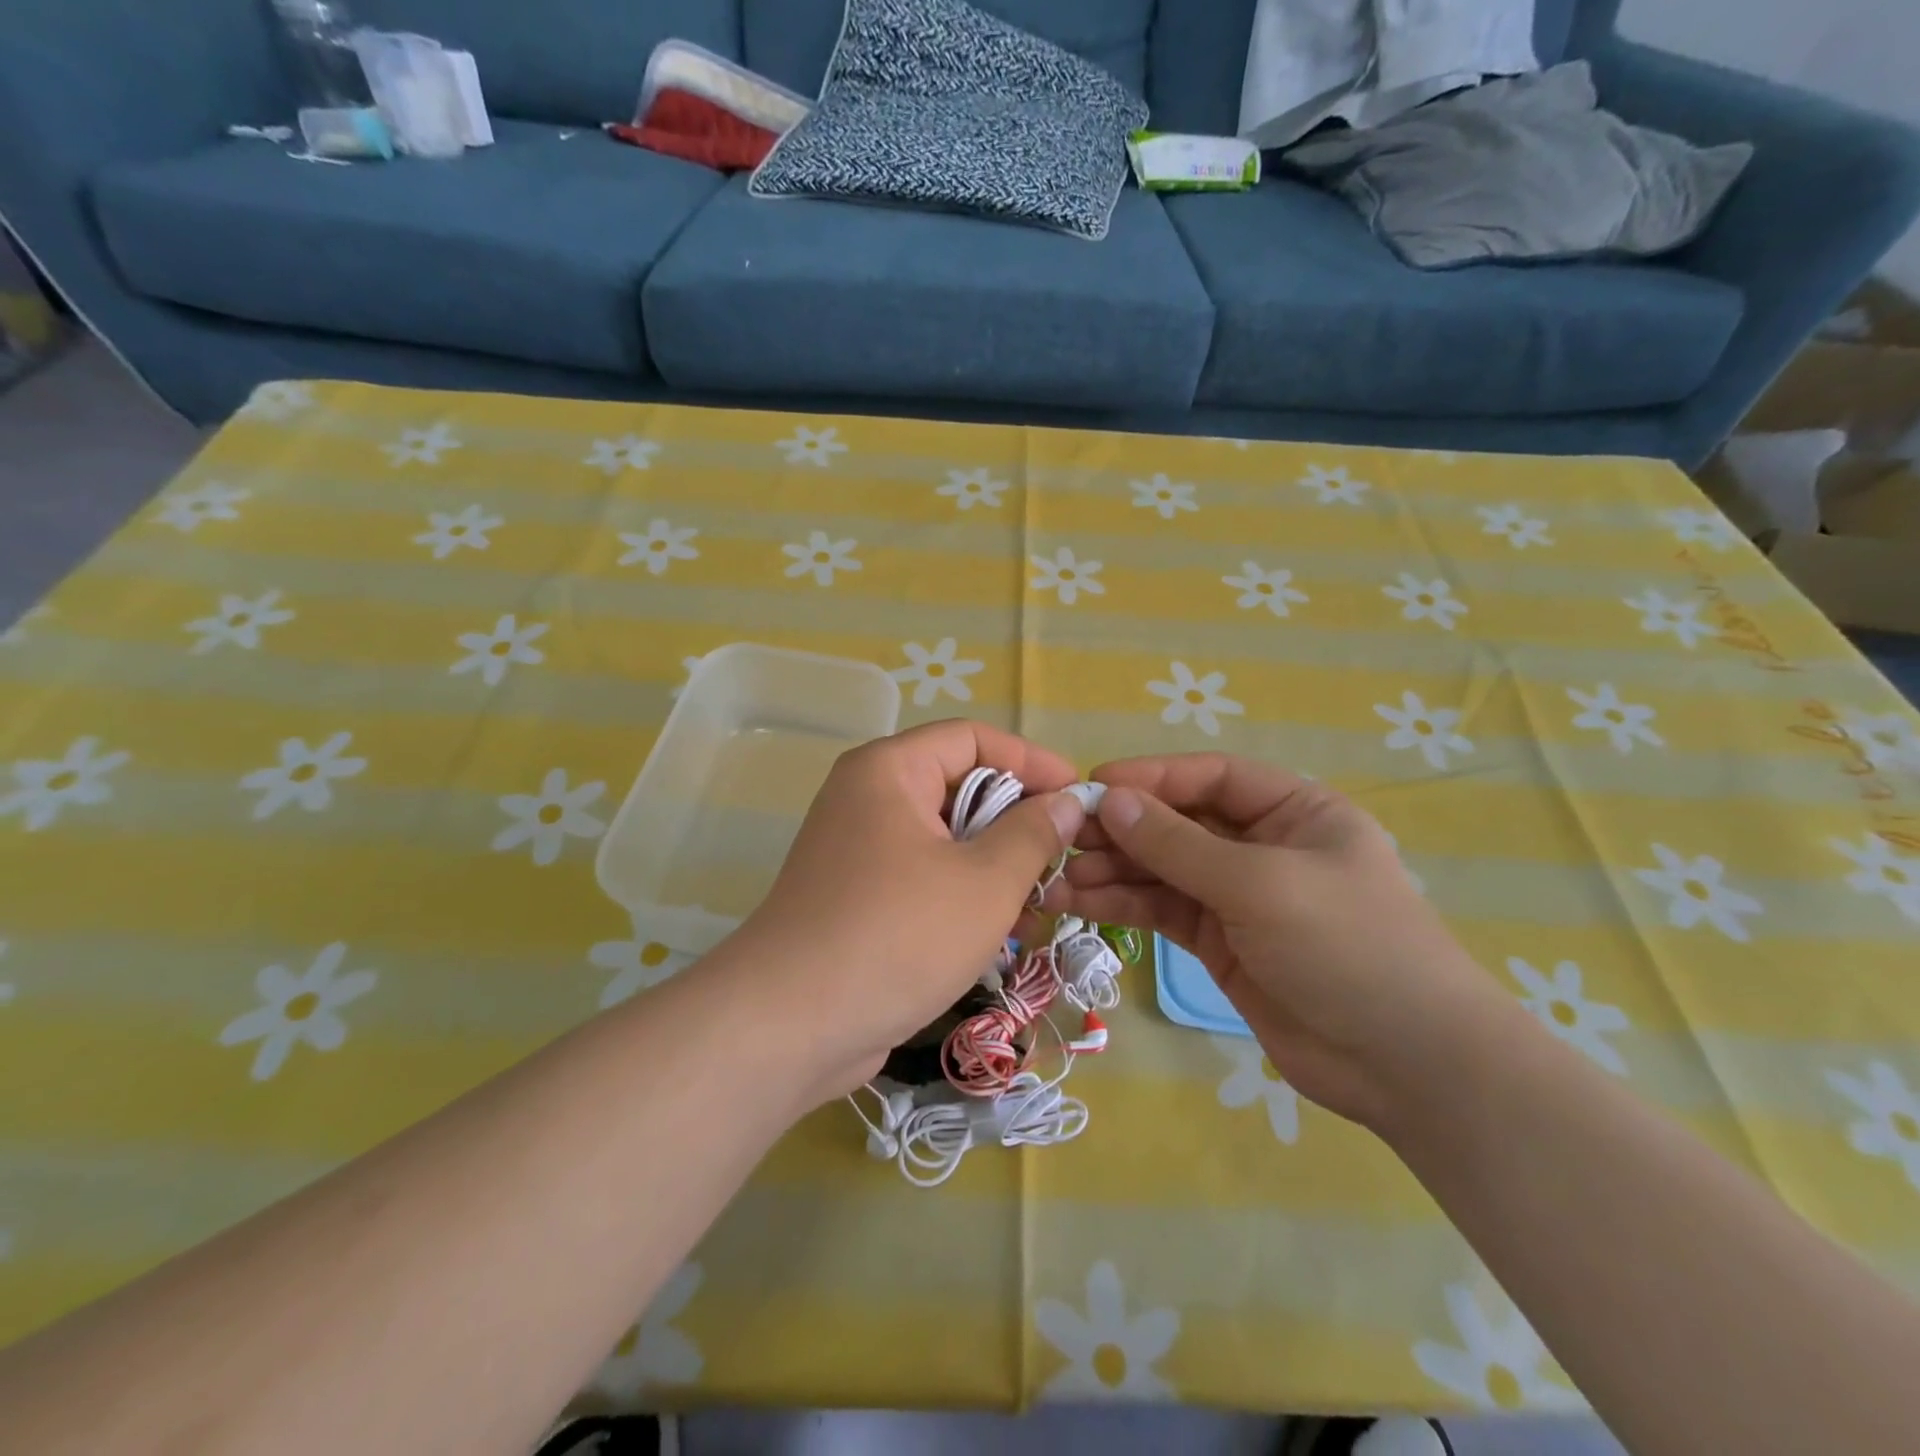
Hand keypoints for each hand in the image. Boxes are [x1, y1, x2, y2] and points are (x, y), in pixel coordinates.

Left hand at [727, 720, 1083, 1099]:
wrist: (791, 1025)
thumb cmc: (898, 935)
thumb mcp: (985, 882)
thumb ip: (1034, 833)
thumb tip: (1067, 801)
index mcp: (889, 770)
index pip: (972, 738)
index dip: (1031, 761)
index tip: (1079, 796)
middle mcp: (867, 797)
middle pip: (958, 787)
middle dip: (1016, 821)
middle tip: (1065, 857)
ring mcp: (858, 849)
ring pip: (945, 838)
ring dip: (996, 864)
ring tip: (1042, 904)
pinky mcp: (857, 896)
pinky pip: (923, 875)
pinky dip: (963, 892)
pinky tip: (1002, 932)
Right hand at [1057, 754, 1503, 1132]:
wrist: (1407, 1066)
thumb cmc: (1348, 947)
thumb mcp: (1260, 884)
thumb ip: (1178, 844)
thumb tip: (1109, 800)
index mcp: (1293, 811)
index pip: (1211, 777)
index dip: (1151, 778)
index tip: (1092, 787)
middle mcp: (1262, 846)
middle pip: (1178, 823)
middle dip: (1122, 830)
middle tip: (1062, 839)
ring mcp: (1238, 897)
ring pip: (1162, 869)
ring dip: (1111, 871)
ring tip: (1057, 878)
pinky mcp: (1218, 942)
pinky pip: (1162, 910)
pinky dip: (1121, 905)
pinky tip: (1078, 902)